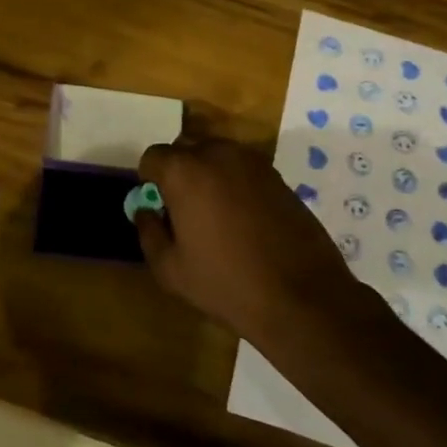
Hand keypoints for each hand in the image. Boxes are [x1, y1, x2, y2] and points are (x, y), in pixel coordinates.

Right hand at [132, 137, 364, 345]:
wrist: (300, 296)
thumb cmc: (226, 283)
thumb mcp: (170, 269)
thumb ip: (149, 232)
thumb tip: (146, 210)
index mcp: (185, 171)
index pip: (153, 156)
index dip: (150, 181)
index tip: (158, 207)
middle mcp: (218, 154)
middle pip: (186, 150)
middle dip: (179, 173)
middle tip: (185, 211)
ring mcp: (253, 162)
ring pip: (217, 157)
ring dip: (209, 176)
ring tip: (216, 217)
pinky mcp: (278, 176)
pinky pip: (243, 171)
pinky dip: (236, 185)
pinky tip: (245, 221)